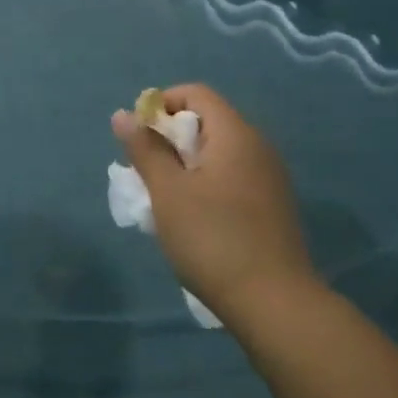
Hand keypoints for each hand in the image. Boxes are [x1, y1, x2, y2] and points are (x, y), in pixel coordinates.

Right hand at [113, 85, 316, 321]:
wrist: (275, 304)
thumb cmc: (213, 239)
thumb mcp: (168, 192)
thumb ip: (145, 149)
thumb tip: (123, 115)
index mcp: (236, 135)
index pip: (196, 93)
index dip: (161, 105)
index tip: (139, 137)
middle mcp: (258, 148)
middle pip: (208, 121)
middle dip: (170, 138)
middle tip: (146, 172)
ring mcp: (269, 178)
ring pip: (218, 152)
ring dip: (185, 164)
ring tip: (164, 198)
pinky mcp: (272, 206)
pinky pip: (232, 176)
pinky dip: (206, 183)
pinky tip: (193, 218)